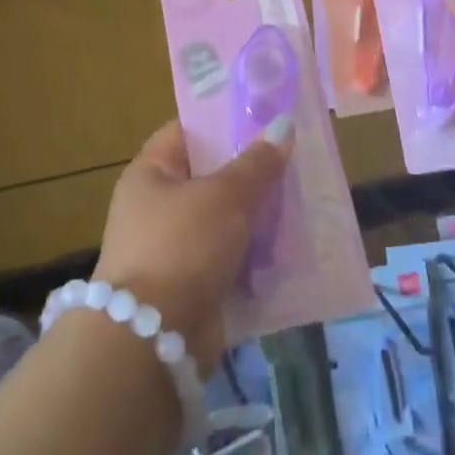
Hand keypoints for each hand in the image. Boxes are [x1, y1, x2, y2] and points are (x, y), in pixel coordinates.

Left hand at [93, 119, 291, 363]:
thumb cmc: (182, 246)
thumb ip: (256, 163)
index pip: (187, 132)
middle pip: (211, 176)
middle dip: (252, 170)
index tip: (266, 115)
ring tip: (303, 196)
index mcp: (151, 174)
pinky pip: (232, 257)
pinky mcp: (194, 285)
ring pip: (226, 219)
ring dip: (260, 214)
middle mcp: (158, 207)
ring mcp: (175, 248)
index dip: (224, 120)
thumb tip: (283, 126)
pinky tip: (292, 242)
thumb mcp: (224, 196)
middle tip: (296, 157)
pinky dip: (257, 252)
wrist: (153, 339)